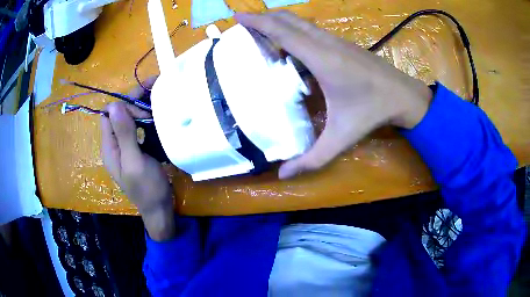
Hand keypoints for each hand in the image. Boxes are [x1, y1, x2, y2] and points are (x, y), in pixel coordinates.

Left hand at [101, 78, 175, 240]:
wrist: (159, 209)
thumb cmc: (147, 188)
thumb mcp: (134, 162)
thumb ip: (124, 134)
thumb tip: (114, 104)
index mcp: (109, 146)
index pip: (110, 113)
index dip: (125, 105)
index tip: (144, 107)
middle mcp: (115, 143)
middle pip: (120, 113)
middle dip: (136, 103)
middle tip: (158, 101)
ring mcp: (126, 146)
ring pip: (130, 118)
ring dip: (143, 108)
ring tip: (161, 101)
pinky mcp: (136, 149)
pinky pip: (138, 127)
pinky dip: (147, 119)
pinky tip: (159, 117)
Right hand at [236, 11, 432, 178]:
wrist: (404, 96)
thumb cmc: (373, 112)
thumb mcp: (341, 137)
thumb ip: (312, 158)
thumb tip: (284, 175)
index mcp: (322, 59)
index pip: (283, 32)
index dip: (257, 22)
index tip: (238, 16)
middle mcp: (326, 43)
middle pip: (289, 20)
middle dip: (263, 17)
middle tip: (243, 24)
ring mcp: (335, 40)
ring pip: (300, 22)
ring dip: (278, 22)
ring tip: (260, 32)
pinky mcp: (342, 43)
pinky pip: (311, 30)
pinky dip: (293, 30)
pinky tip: (289, 45)